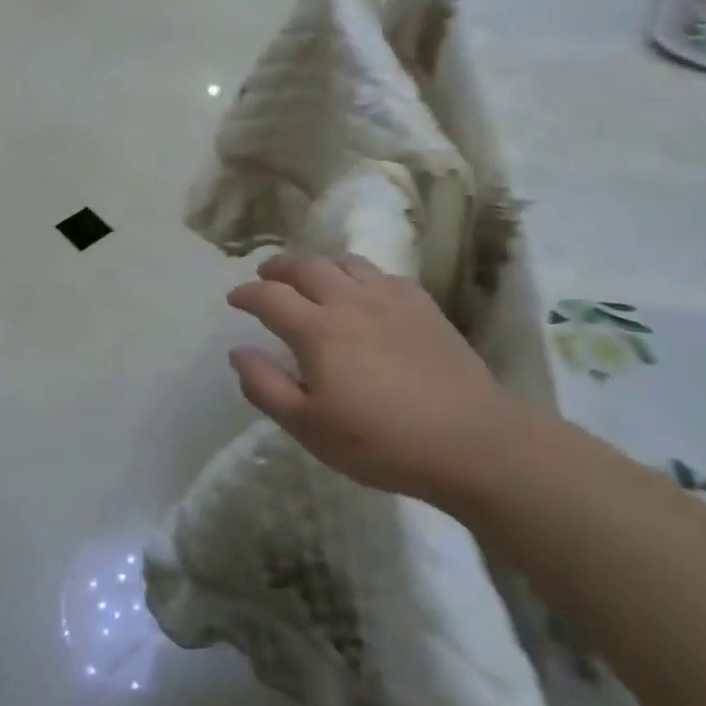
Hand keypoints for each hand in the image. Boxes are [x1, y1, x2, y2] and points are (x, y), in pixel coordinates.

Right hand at [226, 254, 534, 505]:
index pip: (270, 297)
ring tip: (310, 275)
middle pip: (307, 267)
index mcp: (317, 330)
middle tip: (266, 274)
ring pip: (346, 263)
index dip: (247, 294)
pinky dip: (360, 275)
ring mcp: (391, 299)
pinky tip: (362, 291)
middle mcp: (350, 302)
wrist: (470, 442)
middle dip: (279, 267)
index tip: (234, 299)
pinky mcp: (424, 307)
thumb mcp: (308, 427)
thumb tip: (239, 351)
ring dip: (319, 264)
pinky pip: (383, 275)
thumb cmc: (379, 441)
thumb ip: (265, 386)